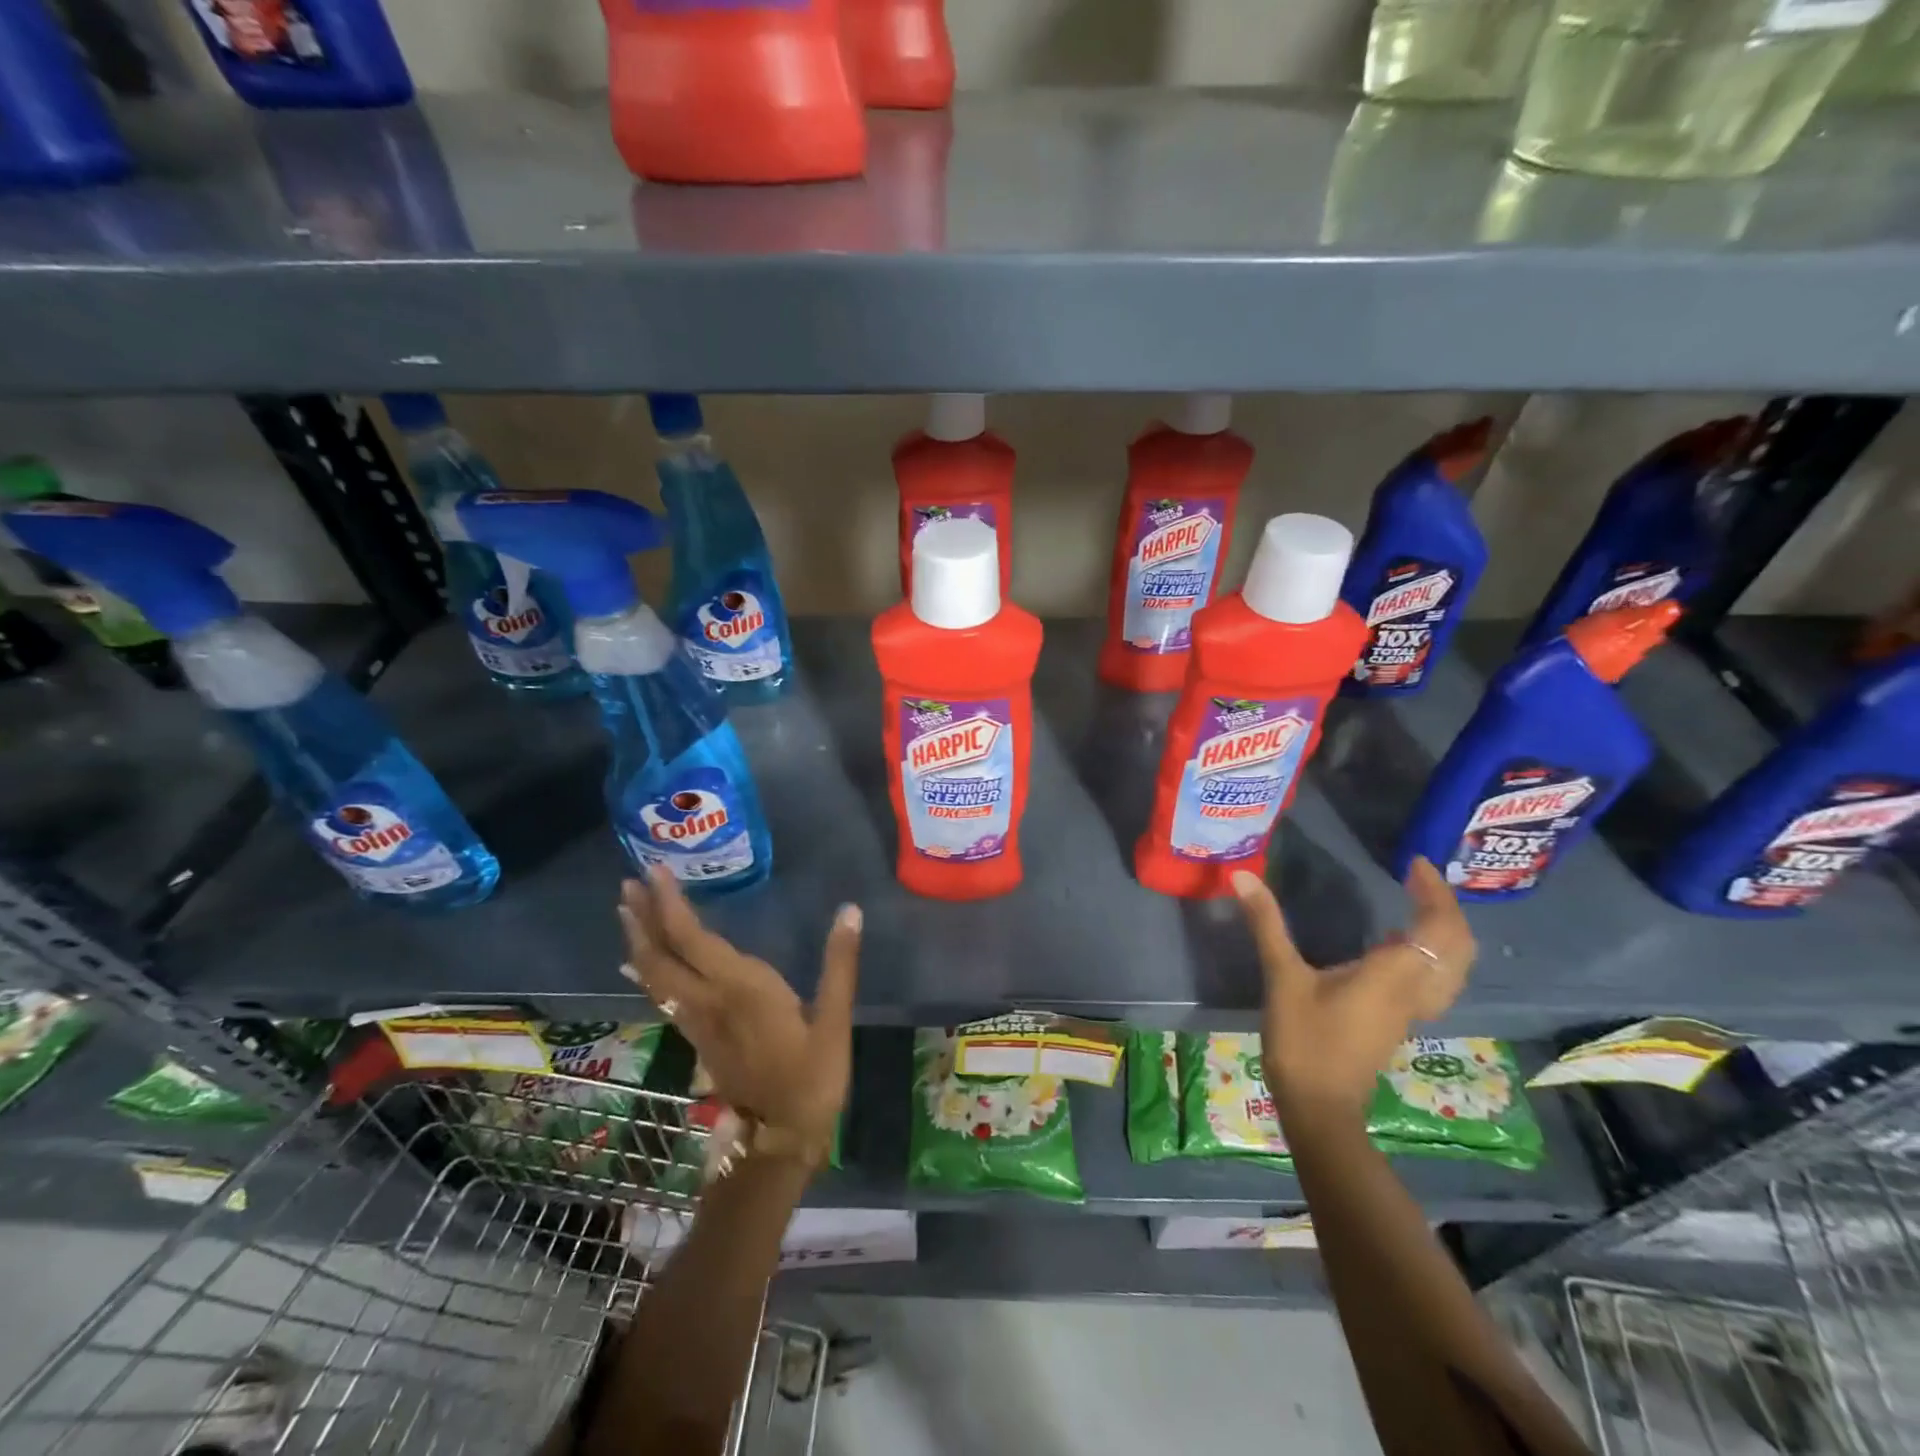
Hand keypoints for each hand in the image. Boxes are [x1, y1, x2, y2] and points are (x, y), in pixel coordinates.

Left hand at [617, 872, 861, 1160]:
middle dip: (643, 917)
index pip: (692, 939)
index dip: (669, 905)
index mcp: (740, 989)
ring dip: (640, 939)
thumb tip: (850, 911)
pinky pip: (662, 994)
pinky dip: (647, 970)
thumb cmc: (811, 1078)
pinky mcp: (698, 1036)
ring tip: (628, 911)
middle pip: (662, 954)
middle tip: (629, 884)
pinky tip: (639, 963)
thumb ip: (840, 964)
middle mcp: (709, 1000)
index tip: (654, 873)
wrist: (779, 1140)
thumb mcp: (834, 1021)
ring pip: (655, 975)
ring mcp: (698, 1021)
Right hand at [1233, 857, 1474, 1120]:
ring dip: (1444, 932)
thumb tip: (1243, 876)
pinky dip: (1429, 953)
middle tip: (1419, 879)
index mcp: (1394, 975)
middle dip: (1446, 908)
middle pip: (1458, 947)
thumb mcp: (1282, 977)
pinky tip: (1395, 944)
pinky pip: (1434, 979)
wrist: (1320, 1106)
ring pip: (1452, 967)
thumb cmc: (1305, 1040)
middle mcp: (1414, 990)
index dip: (1434, 892)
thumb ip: (1267, 924)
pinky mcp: (1399, 1020)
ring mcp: (1411, 1009)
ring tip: (1417, 904)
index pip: (1437, 927)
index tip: (1414, 864)